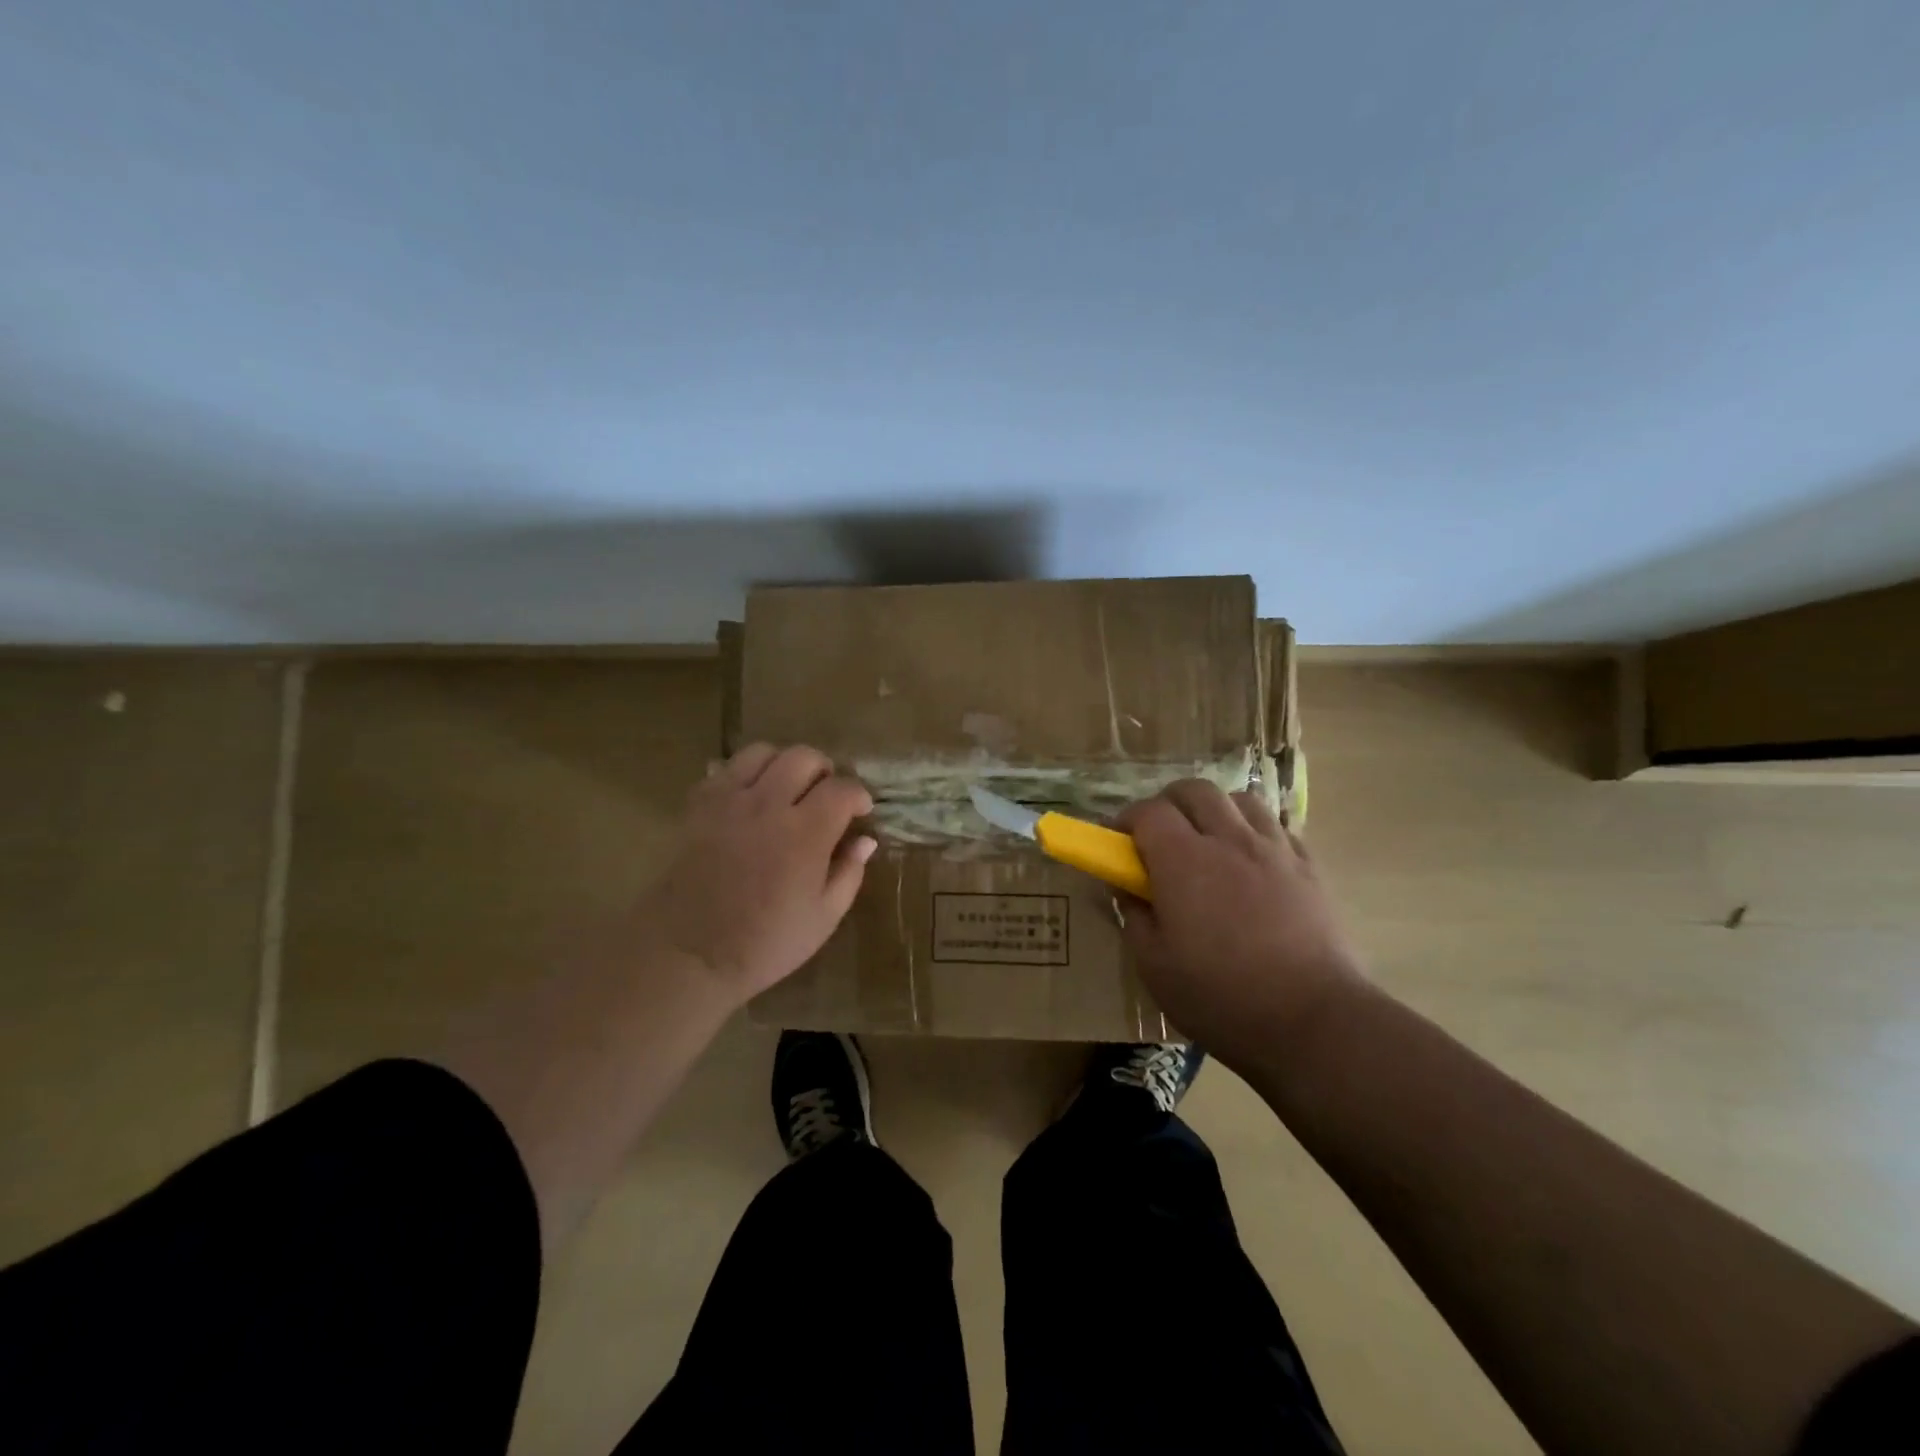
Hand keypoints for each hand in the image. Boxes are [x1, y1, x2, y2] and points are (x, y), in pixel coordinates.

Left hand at [639, 743, 876, 1002]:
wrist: (687, 955)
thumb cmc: (764, 944)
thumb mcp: (823, 918)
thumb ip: (848, 873)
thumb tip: (865, 841)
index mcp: (806, 833)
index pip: (842, 789)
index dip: (858, 796)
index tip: (861, 812)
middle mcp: (768, 805)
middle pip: (804, 757)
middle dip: (824, 771)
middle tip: (825, 797)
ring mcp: (729, 801)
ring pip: (762, 752)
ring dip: (782, 764)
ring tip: (786, 789)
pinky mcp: (698, 806)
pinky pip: (724, 769)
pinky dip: (743, 774)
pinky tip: (749, 799)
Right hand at [1116, 780, 1365, 1069]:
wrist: (1314, 1020)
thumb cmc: (1221, 997)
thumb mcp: (1154, 966)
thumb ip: (1135, 917)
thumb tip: (1127, 888)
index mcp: (1183, 861)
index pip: (1148, 812)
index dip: (1126, 821)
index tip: (1117, 844)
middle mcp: (1228, 840)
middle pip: (1193, 790)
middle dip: (1168, 804)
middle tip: (1159, 837)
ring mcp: (1274, 850)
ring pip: (1238, 799)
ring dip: (1214, 811)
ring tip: (1209, 843)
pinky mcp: (1309, 867)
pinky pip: (1275, 826)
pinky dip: (1253, 831)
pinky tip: (1250, 862)